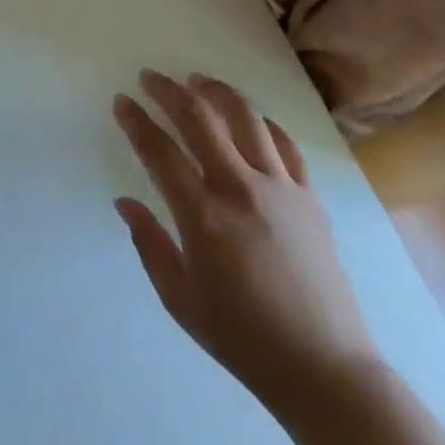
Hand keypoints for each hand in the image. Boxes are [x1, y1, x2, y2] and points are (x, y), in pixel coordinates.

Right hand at [112, 70, 380, 426]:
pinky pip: (284, 143)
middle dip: (169, 91)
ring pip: (245, 118)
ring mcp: (280, 188)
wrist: (322, 367)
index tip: (122, 101)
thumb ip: (148, 243)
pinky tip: (248, 118)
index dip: (136, 121)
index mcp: (203, 216)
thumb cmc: (241, 337)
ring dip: (216, 91)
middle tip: (149, 77)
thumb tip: (124, 201)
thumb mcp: (179, 298)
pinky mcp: (309, 196)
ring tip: (197, 79)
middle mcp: (240, 189)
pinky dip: (261, 122)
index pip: (159, 151)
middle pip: (199, 119)